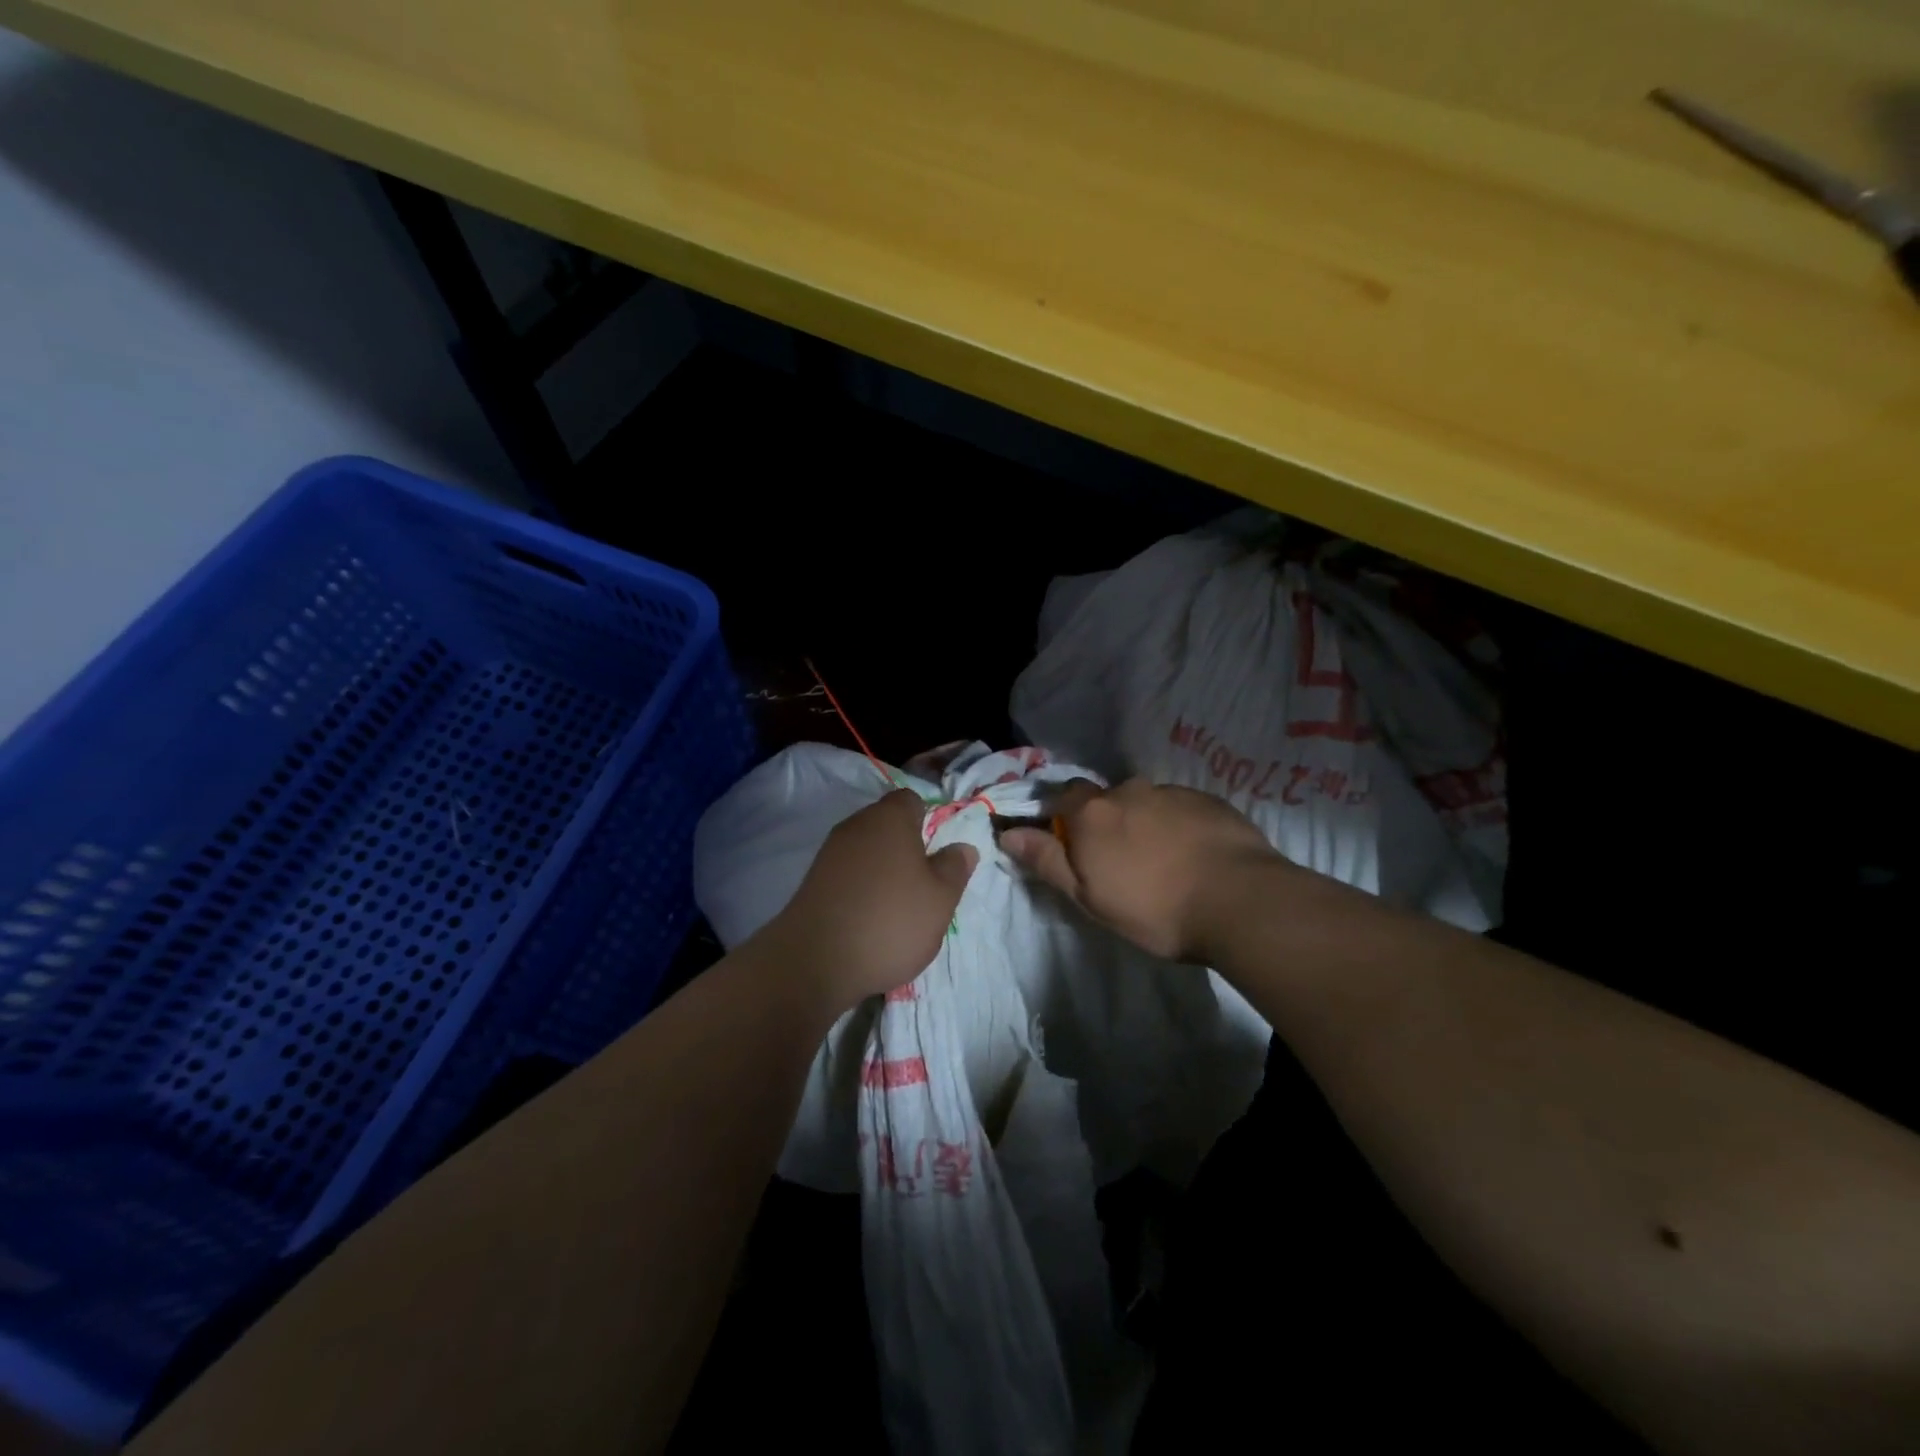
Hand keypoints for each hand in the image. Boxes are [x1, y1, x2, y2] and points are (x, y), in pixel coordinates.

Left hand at [764, 788, 977, 1010]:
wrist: (815, 961)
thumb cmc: (891, 921)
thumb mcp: (941, 899)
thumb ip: (955, 868)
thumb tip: (962, 847)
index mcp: (889, 818)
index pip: (912, 800)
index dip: (929, 820)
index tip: (940, 852)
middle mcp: (856, 826)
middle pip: (888, 826)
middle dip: (907, 848)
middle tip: (926, 884)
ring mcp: (830, 853)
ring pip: (867, 852)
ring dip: (884, 871)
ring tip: (900, 908)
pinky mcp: (813, 882)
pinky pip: (848, 875)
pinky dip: (861, 889)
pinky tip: (871, 919)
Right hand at [999, 778, 1284, 963]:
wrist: (1241, 902)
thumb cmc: (1153, 908)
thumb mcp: (1088, 897)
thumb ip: (1047, 860)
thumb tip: (1007, 833)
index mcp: (1093, 813)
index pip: (1063, 796)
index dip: (1061, 815)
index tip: (1068, 842)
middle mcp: (1129, 791)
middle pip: (1106, 799)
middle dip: (1106, 821)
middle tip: (1119, 861)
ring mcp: (1173, 792)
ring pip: (1146, 803)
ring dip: (1144, 823)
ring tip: (1161, 861)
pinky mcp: (1210, 801)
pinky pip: (1181, 808)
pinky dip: (1178, 826)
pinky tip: (1193, 856)